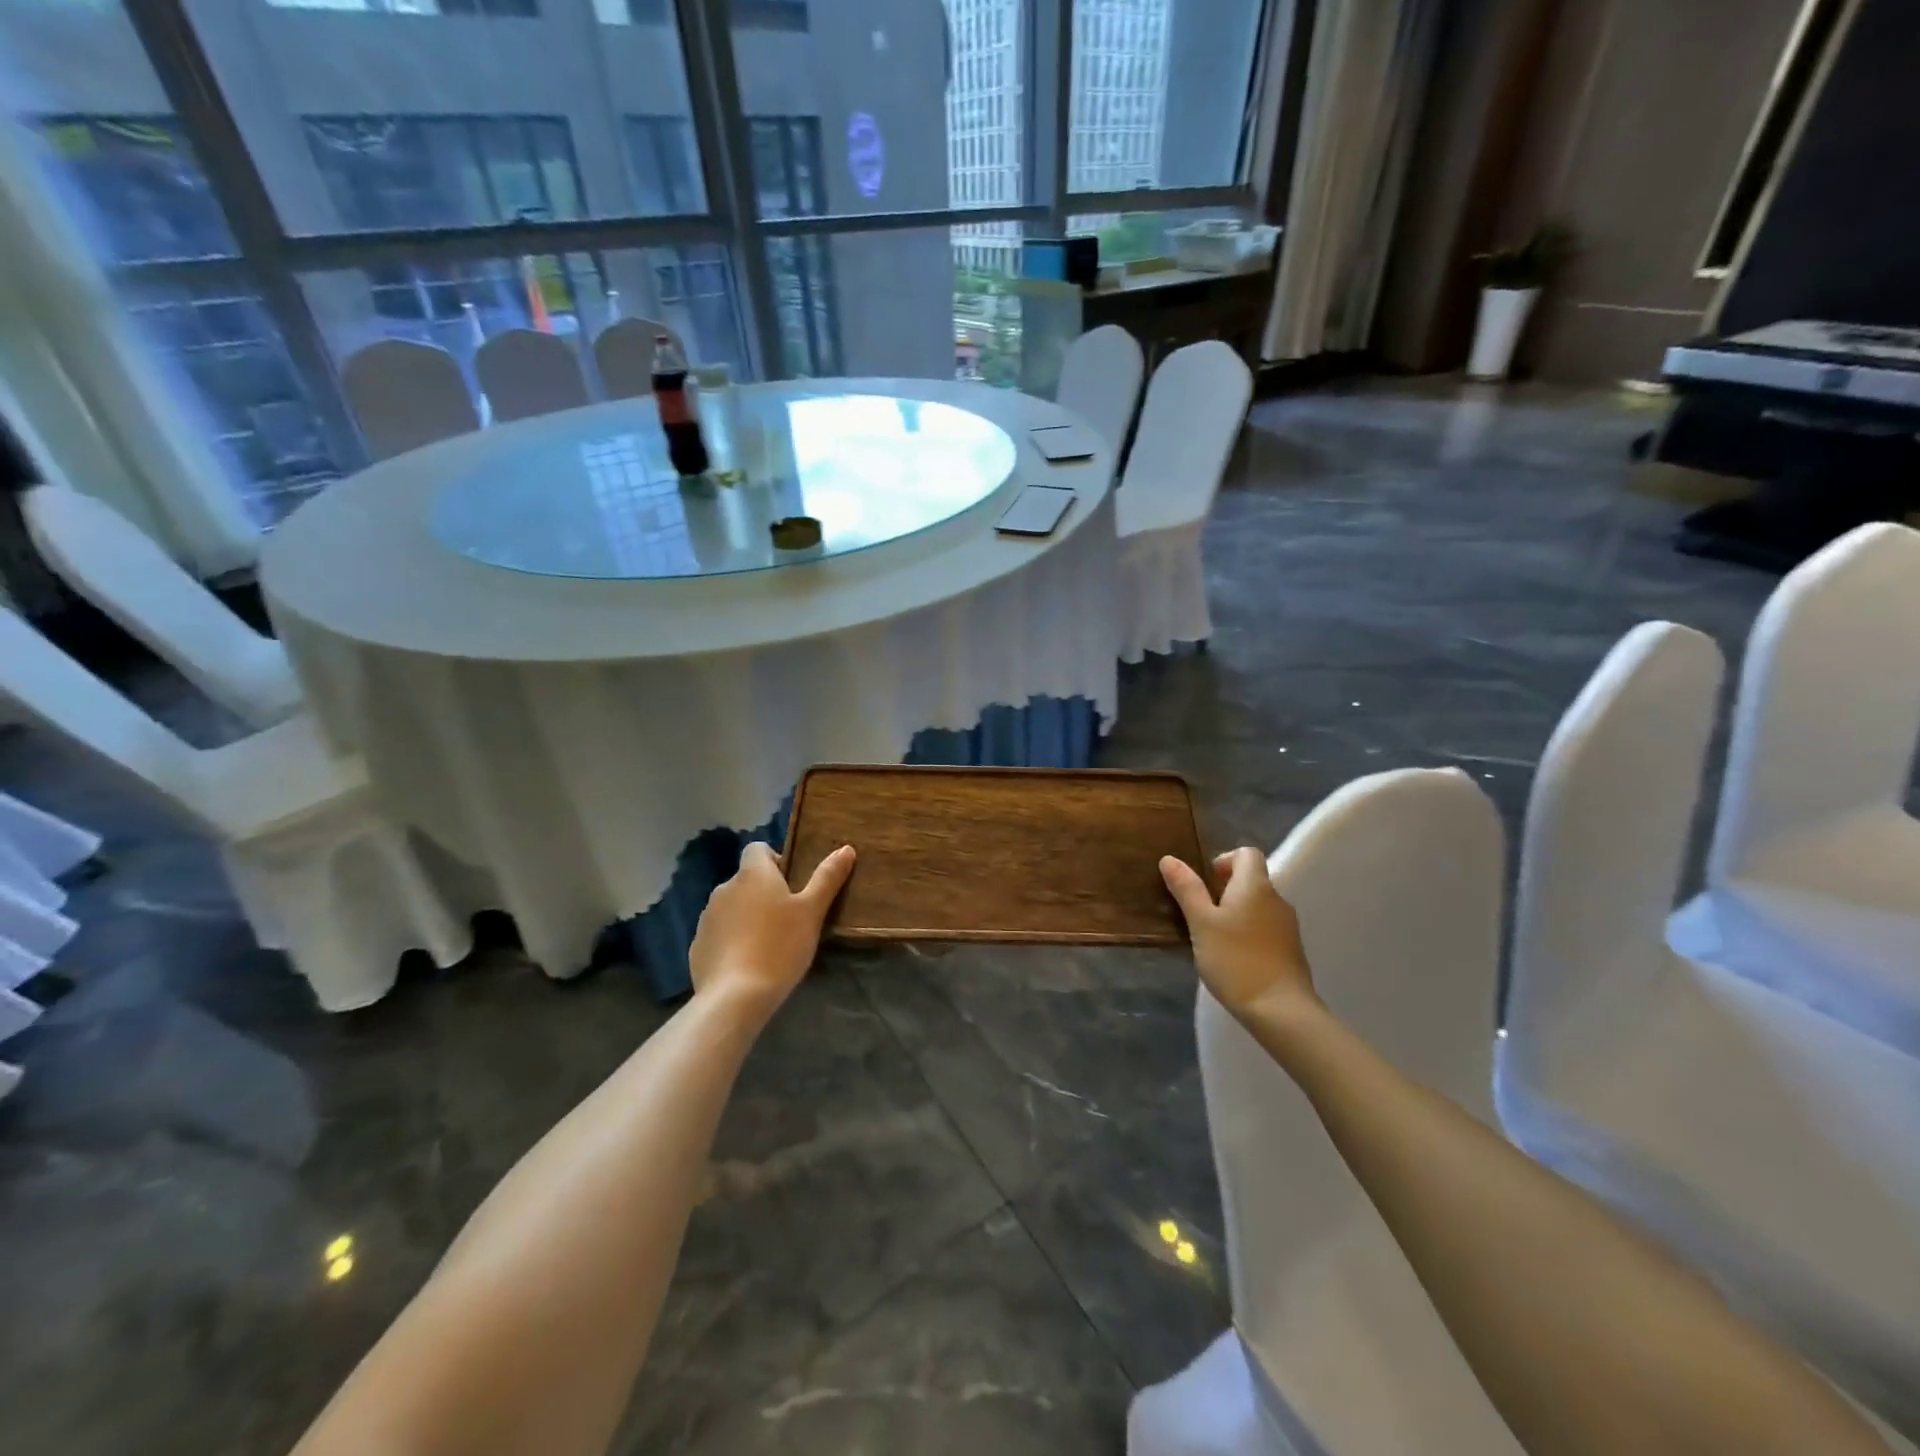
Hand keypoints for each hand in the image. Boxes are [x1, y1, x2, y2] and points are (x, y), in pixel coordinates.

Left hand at [690, 841, 855, 1021]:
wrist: (735, 997)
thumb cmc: (780, 946)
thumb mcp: (812, 911)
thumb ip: (827, 878)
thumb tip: (846, 849)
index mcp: (753, 874)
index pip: (758, 848)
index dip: (775, 860)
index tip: (792, 884)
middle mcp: (725, 888)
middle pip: (746, 879)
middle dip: (764, 892)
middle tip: (788, 918)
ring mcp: (707, 917)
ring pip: (732, 906)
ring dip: (747, 916)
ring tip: (768, 944)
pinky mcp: (697, 945)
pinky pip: (719, 933)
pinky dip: (732, 940)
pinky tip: (747, 963)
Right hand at [1160, 847, 1318, 1022]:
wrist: (1280, 1010)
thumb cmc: (1235, 960)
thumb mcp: (1201, 923)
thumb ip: (1187, 889)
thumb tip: (1169, 858)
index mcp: (1255, 886)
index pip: (1247, 853)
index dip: (1224, 860)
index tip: (1205, 883)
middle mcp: (1276, 899)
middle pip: (1251, 879)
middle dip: (1225, 890)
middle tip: (1201, 913)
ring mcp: (1287, 926)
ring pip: (1258, 906)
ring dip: (1236, 912)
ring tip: (1213, 937)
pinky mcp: (1291, 950)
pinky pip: (1266, 928)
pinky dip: (1248, 932)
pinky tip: (1232, 957)